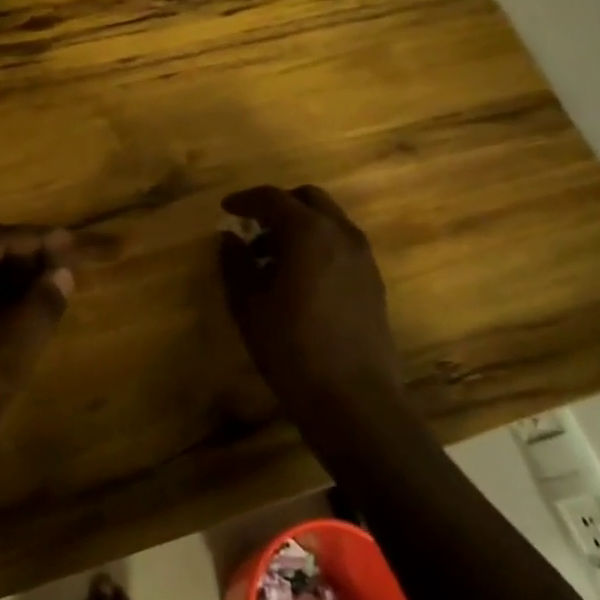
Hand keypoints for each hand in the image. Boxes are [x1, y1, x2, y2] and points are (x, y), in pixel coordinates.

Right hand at [218, 185, 399, 402]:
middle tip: (252, 228)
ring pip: (328, 221)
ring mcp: (363, 257)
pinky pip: (341, 245)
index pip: (273, 199)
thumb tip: (229, 238)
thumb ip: (236, 264)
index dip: (245, 200)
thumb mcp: (250, 306)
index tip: (226, 209)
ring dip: (300, 227)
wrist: (354, 400)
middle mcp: (341, 234)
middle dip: (278, 206)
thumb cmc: (292, 349)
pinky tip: (298, 279)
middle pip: (308, 200)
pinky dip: (318, 246)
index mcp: (309, 232)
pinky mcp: (373, 281)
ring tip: (271, 260)